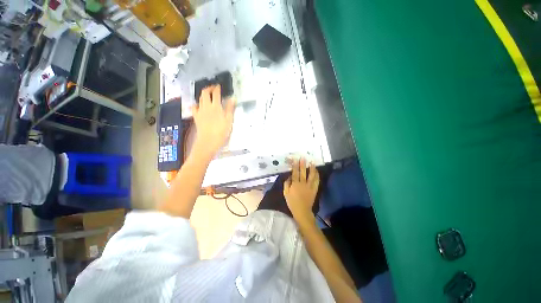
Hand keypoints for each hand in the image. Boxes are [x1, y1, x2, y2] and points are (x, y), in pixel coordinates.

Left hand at [191, 85, 235, 157]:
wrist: (208, 141)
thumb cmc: (221, 132)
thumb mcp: (229, 120)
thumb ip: (230, 108)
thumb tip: (232, 98)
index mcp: (216, 106)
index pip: (216, 93)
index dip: (217, 88)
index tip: (219, 86)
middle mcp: (206, 106)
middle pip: (205, 93)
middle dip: (208, 88)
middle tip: (213, 88)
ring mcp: (200, 111)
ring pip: (200, 99)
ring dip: (203, 94)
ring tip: (208, 95)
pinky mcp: (196, 117)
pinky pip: (194, 107)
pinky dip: (197, 104)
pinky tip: (199, 105)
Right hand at [283, 158, 319, 225]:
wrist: (302, 211)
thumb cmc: (292, 202)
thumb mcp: (285, 193)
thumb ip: (286, 184)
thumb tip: (289, 176)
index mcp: (295, 184)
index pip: (295, 172)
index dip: (295, 165)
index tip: (296, 159)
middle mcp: (302, 183)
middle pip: (303, 172)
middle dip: (303, 164)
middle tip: (304, 158)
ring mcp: (309, 186)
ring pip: (311, 175)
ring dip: (312, 168)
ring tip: (312, 162)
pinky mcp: (314, 189)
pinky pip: (316, 181)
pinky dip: (317, 176)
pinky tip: (317, 172)